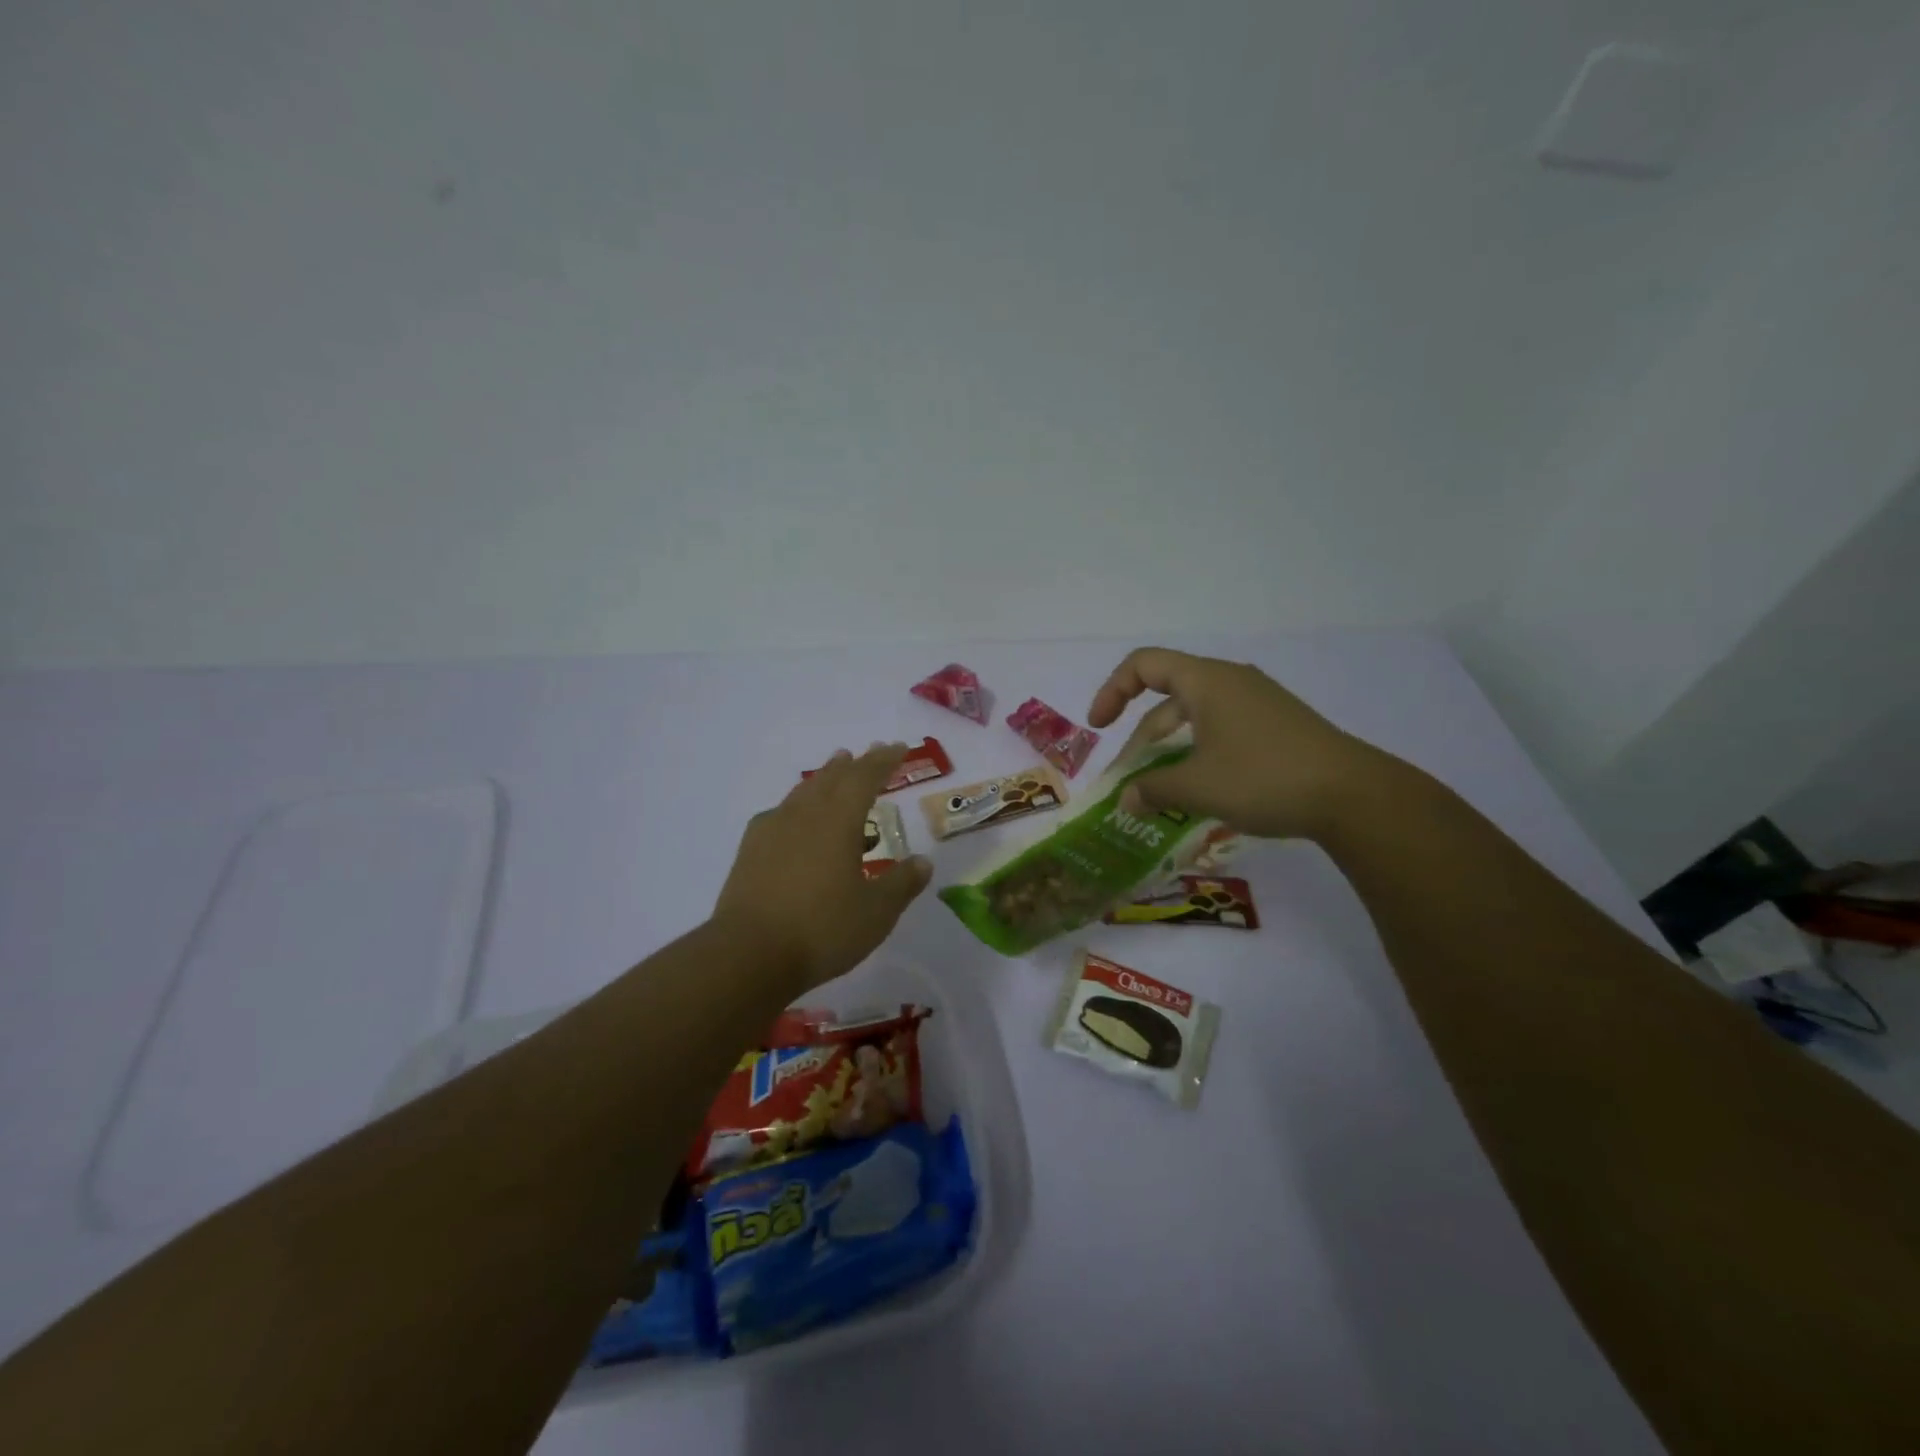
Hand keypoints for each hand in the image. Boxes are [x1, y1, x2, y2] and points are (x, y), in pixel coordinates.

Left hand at [713, 743, 932, 992]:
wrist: (748, 955)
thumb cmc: (822, 929)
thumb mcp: (876, 912)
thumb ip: (901, 884)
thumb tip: (923, 862)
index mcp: (838, 821)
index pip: (865, 778)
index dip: (884, 761)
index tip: (898, 747)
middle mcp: (804, 815)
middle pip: (832, 777)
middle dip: (855, 764)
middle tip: (870, 752)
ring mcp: (772, 830)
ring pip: (804, 791)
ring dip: (824, 777)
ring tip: (835, 768)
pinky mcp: (750, 851)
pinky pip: (780, 813)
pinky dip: (796, 805)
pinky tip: (794, 817)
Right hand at [1087, 648, 1380, 840]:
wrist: (1353, 796)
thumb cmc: (1264, 778)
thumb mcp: (1198, 786)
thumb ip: (1152, 789)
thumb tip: (1126, 799)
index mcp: (1206, 681)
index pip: (1143, 664)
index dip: (1112, 691)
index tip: (1099, 728)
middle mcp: (1230, 683)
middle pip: (1167, 699)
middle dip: (1141, 740)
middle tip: (1129, 784)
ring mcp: (1256, 704)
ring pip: (1194, 720)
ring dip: (1168, 753)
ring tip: (1158, 794)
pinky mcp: (1275, 727)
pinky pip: (1220, 732)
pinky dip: (1197, 756)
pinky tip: (1197, 792)